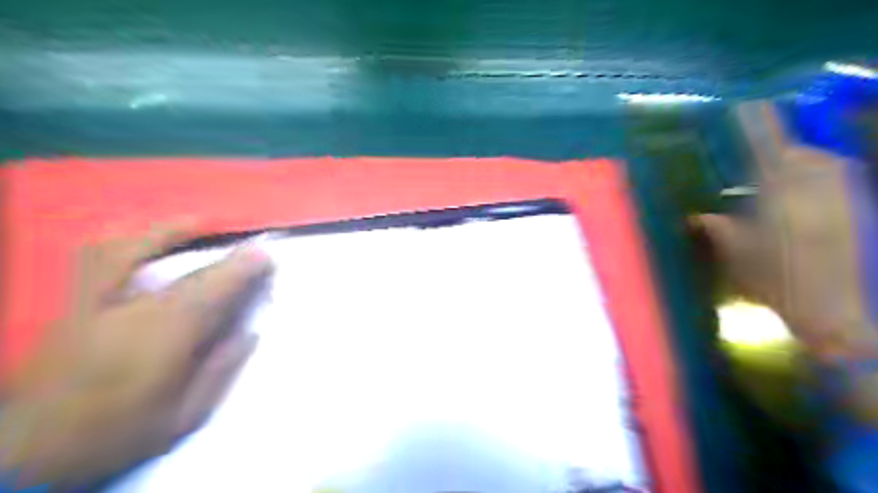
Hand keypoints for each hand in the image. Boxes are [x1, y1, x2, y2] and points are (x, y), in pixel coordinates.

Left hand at [0, 223, 271, 487]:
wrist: (28, 455)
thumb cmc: (117, 434)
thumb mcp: (183, 416)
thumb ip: (221, 370)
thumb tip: (250, 332)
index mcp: (159, 340)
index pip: (212, 291)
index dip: (243, 268)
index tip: (267, 256)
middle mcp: (127, 311)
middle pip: (187, 273)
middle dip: (227, 258)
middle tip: (253, 250)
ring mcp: (92, 304)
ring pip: (131, 251)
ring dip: (172, 233)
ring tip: (200, 226)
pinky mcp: (72, 307)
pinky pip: (99, 258)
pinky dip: (129, 241)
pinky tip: (145, 239)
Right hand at [701, 100, 876, 419]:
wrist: (844, 311)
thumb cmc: (782, 281)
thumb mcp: (737, 256)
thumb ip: (718, 230)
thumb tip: (697, 217)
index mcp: (780, 190)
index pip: (765, 142)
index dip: (754, 121)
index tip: (742, 103)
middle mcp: (817, 183)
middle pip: (799, 152)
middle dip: (780, 151)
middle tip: (759, 163)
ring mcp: (846, 194)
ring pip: (823, 165)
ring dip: (802, 168)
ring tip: (783, 185)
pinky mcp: (861, 209)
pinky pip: (838, 184)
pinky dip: (820, 187)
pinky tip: (807, 206)